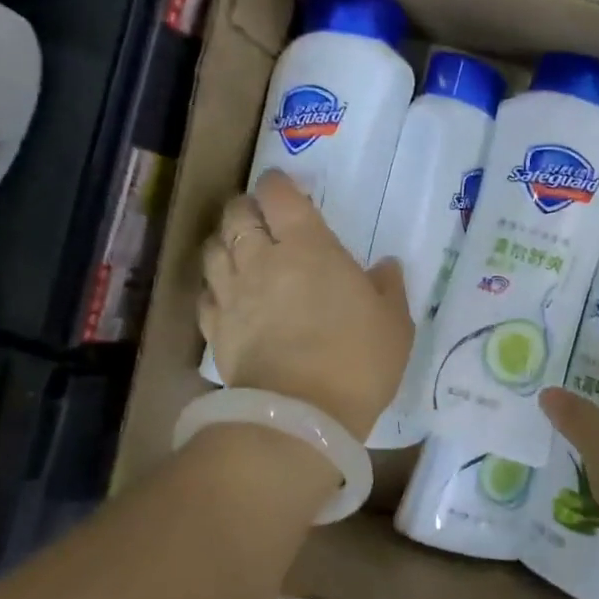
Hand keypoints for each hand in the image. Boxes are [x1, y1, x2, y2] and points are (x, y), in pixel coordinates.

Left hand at [199, 169, 412, 438]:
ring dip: (224, 241)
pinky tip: (223, 294)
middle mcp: (262, 260)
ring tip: (236, 247)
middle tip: (259, 215)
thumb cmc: (358, 360)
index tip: (284, 185)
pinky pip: (204, 294)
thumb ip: (388, 288)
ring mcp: (233, 294)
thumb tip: (385, 265)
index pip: (279, 195)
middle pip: (237, 216)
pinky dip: (212, 286)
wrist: (303, 414)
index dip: (278, 183)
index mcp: (309, 247)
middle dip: (246, 207)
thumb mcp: (394, 323)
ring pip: (213, 249)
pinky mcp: (216, 328)